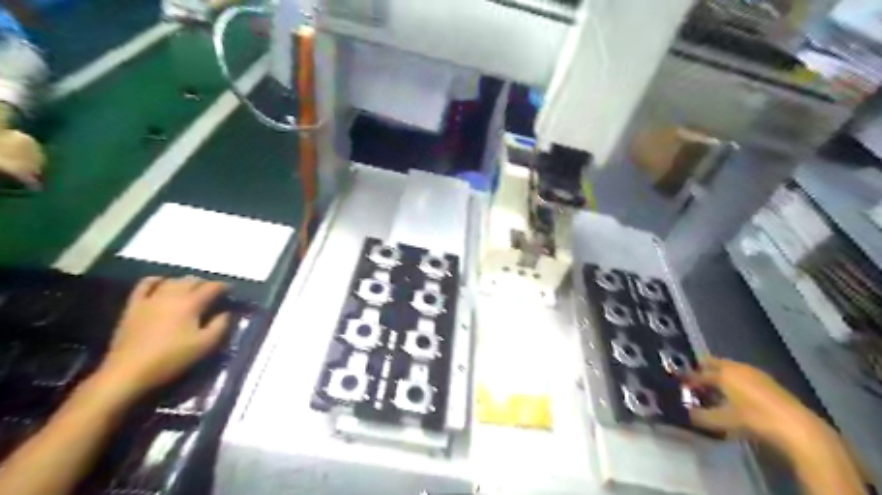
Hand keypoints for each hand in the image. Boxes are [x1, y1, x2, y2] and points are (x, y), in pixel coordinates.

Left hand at [95, 276, 229, 399]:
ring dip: (184, 281)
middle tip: (214, 292)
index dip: (224, 286)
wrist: (128, 371)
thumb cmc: (171, 358)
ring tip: (191, 289)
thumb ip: (220, 326)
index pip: (212, 287)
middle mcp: (172, 295)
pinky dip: (156, 280)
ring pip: (171, 280)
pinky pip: (145, 285)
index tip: (231, 291)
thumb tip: (226, 313)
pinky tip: (162, 283)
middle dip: (205, 283)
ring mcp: (150, 299)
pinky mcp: (133, 306)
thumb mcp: (205, 345)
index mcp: (191, 303)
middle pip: (192, 280)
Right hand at [684, 358, 816, 441]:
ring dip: (720, 376)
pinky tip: (736, 395)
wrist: (797, 428)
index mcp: (723, 373)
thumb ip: (701, 416)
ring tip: (715, 390)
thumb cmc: (754, 419)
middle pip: (714, 364)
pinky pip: (744, 375)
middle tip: (695, 382)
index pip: (699, 374)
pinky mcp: (769, 382)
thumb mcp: (723, 421)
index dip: (689, 380)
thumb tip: (686, 414)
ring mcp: (755, 373)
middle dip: (703, 370)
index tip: (681, 386)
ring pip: (730, 369)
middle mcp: (737, 368)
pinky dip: (735, 381)